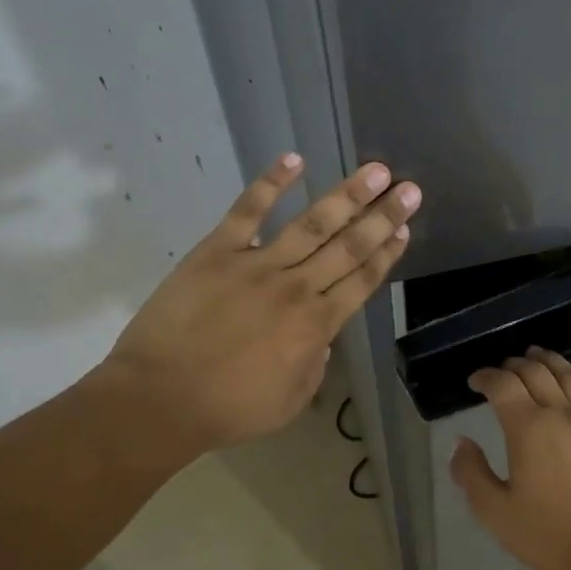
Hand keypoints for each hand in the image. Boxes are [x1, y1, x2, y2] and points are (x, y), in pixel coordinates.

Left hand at [89, 153, 419, 464]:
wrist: (161, 398)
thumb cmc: (229, 409)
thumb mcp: (291, 400)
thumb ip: (314, 365)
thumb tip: (320, 338)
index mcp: (317, 326)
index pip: (362, 281)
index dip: (386, 254)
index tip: (405, 229)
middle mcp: (297, 288)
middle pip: (349, 247)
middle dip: (383, 216)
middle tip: (410, 189)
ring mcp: (257, 265)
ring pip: (312, 224)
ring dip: (347, 196)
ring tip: (375, 170)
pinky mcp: (216, 251)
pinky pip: (247, 210)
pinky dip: (270, 183)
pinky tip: (294, 160)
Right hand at [450, 347, 570, 569]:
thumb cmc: (544, 536)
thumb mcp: (493, 510)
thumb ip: (470, 471)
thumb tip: (462, 442)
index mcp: (528, 428)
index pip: (503, 384)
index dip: (485, 377)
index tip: (475, 382)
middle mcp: (563, 414)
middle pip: (537, 372)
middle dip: (515, 365)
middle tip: (503, 370)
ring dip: (552, 362)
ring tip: (538, 358)